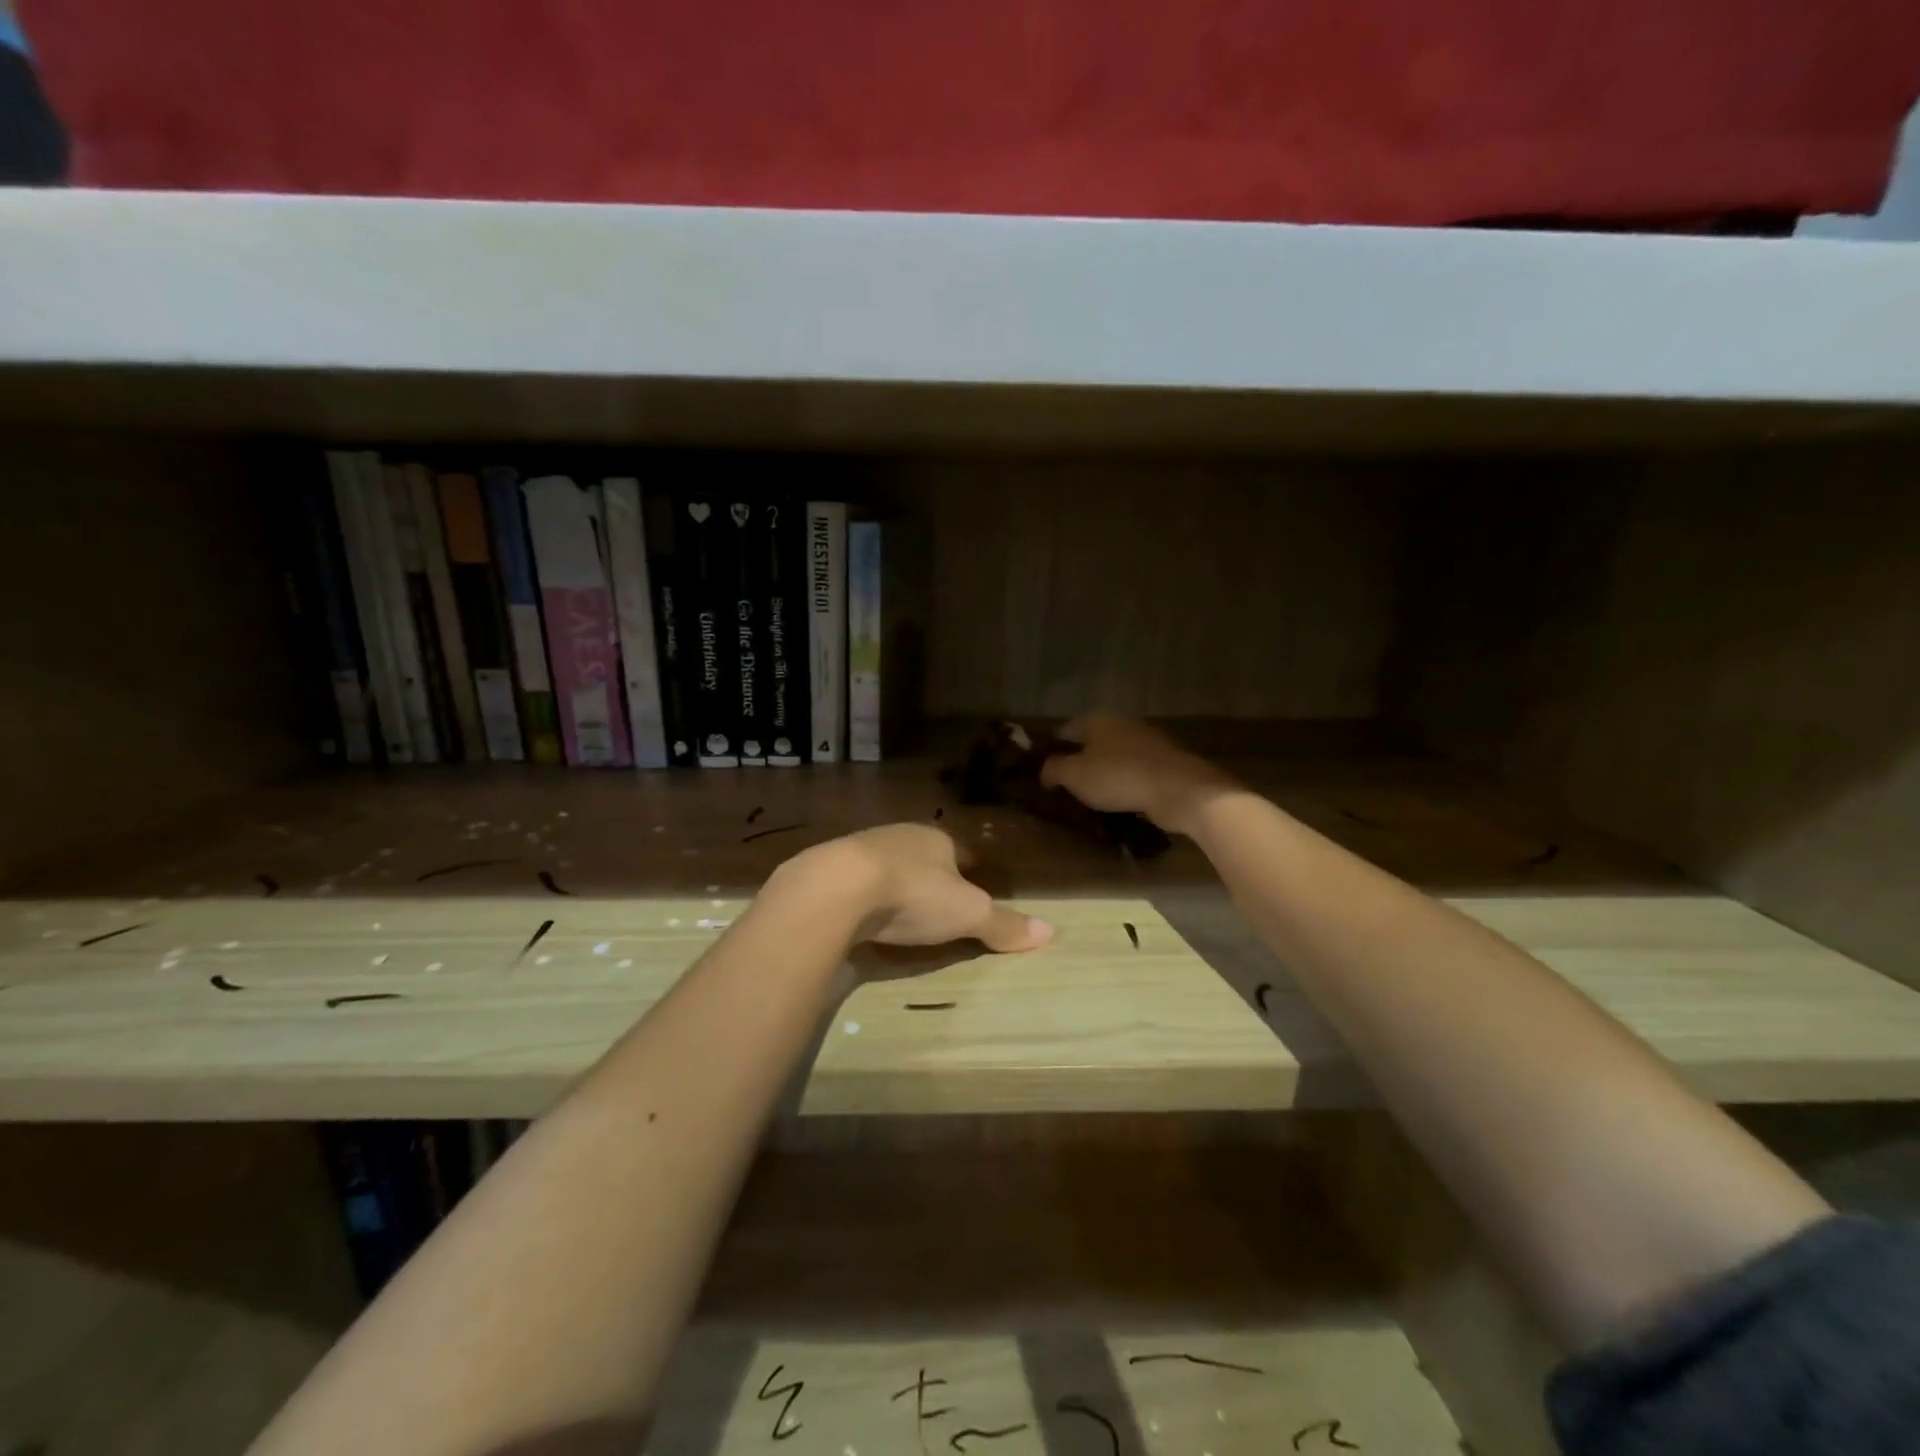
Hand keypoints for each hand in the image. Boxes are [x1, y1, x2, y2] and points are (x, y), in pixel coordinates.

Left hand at [781, 825, 1053, 952]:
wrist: (835, 887)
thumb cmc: (913, 894)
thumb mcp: (967, 914)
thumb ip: (1004, 924)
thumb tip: (1051, 932)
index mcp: (937, 839)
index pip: (960, 852)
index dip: (969, 870)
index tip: (974, 885)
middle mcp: (899, 835)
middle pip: (923, 856)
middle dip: (930, 876)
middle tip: (937, 902)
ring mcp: (860, 849)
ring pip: (887, 865)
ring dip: (894, 883)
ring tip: (899, 910)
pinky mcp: (828, 869)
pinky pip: (854, 882)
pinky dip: (862, 895)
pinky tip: (861, 913)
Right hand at [1039, 714, 1236, 834]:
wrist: (1179, 789)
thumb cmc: (1119, 777)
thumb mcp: (1074, 775)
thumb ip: (1053, 769)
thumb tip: (1045, 771)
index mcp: (1097, 719)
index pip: (1063, 731)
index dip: (1050, 752)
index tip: (1043, 775)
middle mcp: (1121, 723)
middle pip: (1090, 743)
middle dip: (1078, 763)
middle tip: (1066, 790)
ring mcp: (1146, 741)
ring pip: (1113, 757)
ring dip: (1103, 775)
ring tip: (1092, 800)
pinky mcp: (1164, 762)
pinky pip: (1134, 772)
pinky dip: (1125, 784)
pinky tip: (1120, 803)